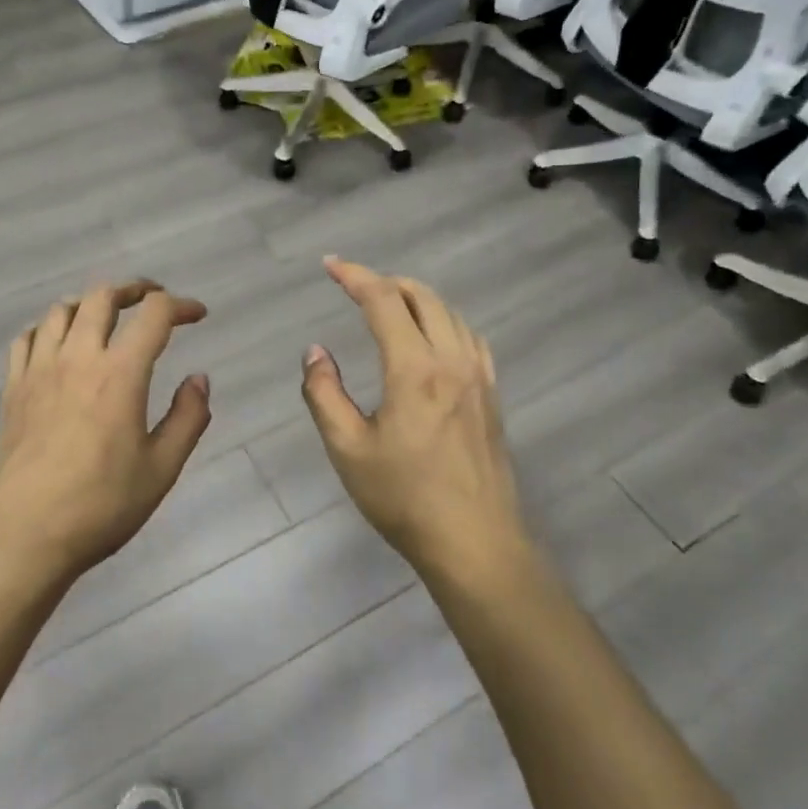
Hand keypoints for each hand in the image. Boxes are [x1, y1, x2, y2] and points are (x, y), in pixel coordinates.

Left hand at [0, 280, 211, 586]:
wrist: (25, 538)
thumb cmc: (101, 506)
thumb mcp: (162, 469)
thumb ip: (188, 418)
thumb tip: (199, 379)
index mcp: (119, 374)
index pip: (154, 315)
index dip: (181, 305)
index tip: (198, 315)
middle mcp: (77, 359)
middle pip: (102, 296)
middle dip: (134, 289)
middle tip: (152, 300)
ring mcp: (39, 371)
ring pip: (61, 310)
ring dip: (90, 303)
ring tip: (106, 316)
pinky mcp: (13, 390)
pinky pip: (26, 338)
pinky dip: (47, 327)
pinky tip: (57, 343)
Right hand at [300, 257, 531, 581]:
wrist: (475, 543)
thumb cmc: (404, 498)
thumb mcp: (347, 449)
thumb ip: (324, 393)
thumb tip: (316, 351)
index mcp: (414, 369)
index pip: (383, 301)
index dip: (355, 276)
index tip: (330, 265)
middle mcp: (451, 361)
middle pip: (422, 297)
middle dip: (385, 281)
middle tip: (354, 285)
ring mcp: (478, 377)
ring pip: (449, 313)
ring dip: (415, 298)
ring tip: (387, 305)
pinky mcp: (491, 395)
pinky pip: (470, 337)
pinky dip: (444, 321)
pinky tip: (433, 337)